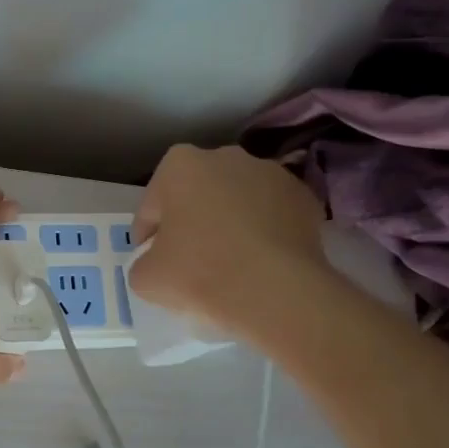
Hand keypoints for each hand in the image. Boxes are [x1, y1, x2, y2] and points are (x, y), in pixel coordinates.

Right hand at [128, 144, 328, 336]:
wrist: (276, 291)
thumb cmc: (200, 273)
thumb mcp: (146, 278)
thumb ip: (144, 262)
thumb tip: (158, 264)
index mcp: (180, 165)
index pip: (152, 206)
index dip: (148, 236)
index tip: (152, 261)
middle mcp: (226, 156)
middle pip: (197, 195)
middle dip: (192, 221)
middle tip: (190, 261)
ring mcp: (271, 173)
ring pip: (237, 201)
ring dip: (230, 223)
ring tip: (231, 263)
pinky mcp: (305, 197)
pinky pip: (272, 215)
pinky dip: (264, 233)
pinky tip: (261, 263)